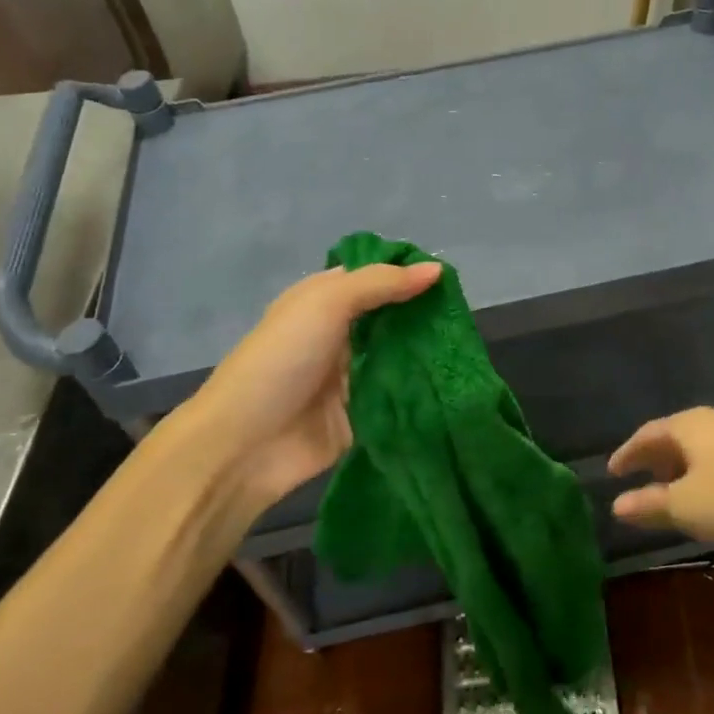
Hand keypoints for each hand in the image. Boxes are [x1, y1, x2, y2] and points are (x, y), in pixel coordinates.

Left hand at [185, 262, 441, 510]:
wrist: (245, 444)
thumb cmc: (282, 360)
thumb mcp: (326, 303)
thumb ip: (381, 284)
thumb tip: (437, 269)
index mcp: (324, 301)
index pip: (374, 277)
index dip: (408, 273)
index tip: (451, 279)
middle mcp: (340, 335)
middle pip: (392, 318)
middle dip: (425, 316)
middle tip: (464, 318)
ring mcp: (352, 377)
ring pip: (400, 358)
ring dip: (428, 354)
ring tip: (468, 350)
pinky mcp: (364, 416)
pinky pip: (399, 398)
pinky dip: (422, 392)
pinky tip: (455, 385)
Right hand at [608, 407, 713, 546]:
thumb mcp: (686, 507)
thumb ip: (649, 505)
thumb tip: (616, 505)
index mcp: (687, 426)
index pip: (646, 434)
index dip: (626, 454)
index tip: (613, 471)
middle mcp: (712, 420)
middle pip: (672, 436)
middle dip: (653, 458)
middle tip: (638, 479)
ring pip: (697, 445)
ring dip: (679, 466)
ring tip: (671, 489)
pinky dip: (703, 469)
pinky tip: (709, 491)